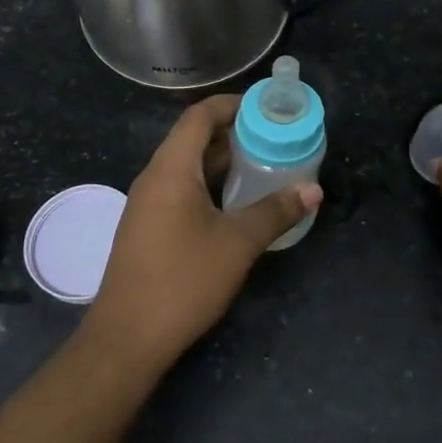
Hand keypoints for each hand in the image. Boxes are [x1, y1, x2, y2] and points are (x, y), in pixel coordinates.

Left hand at [88, 95, 320, 367]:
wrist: (128, 338)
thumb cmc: (183, 280)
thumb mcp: (238, 244)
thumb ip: (275, 212)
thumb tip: (313, 190)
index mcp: (171, 170)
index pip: (198, 117)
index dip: (231, 105)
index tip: (266, 108)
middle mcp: (154, 179)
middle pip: (192, 139)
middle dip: (233, 134)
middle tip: (273, 138)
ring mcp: (147, 205)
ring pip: (187, 167)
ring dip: (222, 162)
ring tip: (262, 166)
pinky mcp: (148, 228)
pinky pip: (181, 190)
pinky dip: (210, 186)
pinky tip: (236, 204)